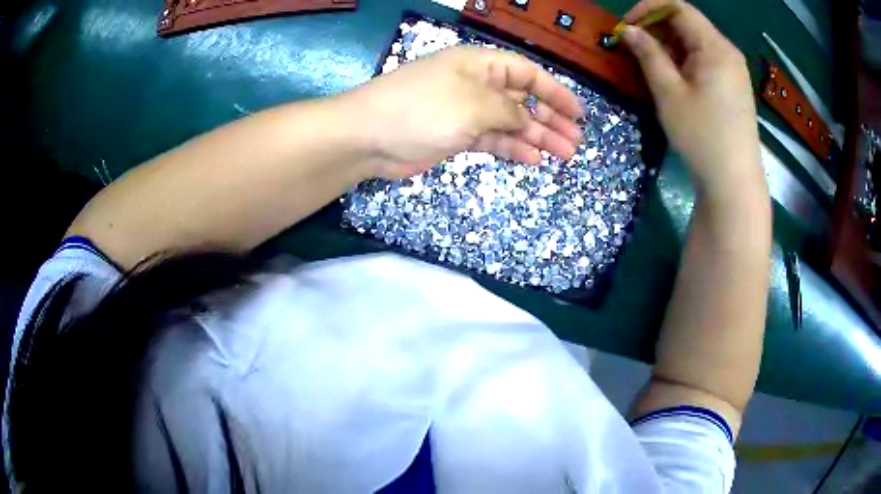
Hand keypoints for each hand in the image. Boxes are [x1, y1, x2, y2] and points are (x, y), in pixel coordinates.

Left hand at [342, 46, 583, 178]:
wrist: (369, 137)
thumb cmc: (423, 109)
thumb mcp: (474, 105)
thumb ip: (509, 112)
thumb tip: (528, 120)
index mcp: (481, 65)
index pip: (528, 74)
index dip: (556, 92)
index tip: (578, 114)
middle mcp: (476, 84)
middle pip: (523, 100)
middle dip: (550, 119)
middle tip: (575, 142)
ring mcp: (465, 111)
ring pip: (510, 122)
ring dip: (536, 137)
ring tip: (563, 154)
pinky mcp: (456, 135)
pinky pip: (492, 139)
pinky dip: (512, 148)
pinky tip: (532, 159)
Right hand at [622, 0, 761, 192]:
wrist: (734, 183)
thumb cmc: (702, 136)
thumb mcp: (669, 93)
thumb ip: (648, 54)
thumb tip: (628, 31)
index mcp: (715, 47)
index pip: (678, 7)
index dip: (647, 9)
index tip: (626, 27)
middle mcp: (727, 52)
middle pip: (687, 23)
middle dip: (656, 29)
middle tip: (634, 49)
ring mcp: (733, 70)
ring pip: (695, 43)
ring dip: (669, 46)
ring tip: (650, 66)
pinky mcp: (734, 87)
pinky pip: (705, 61)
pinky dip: (684, 62)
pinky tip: (674, 80)